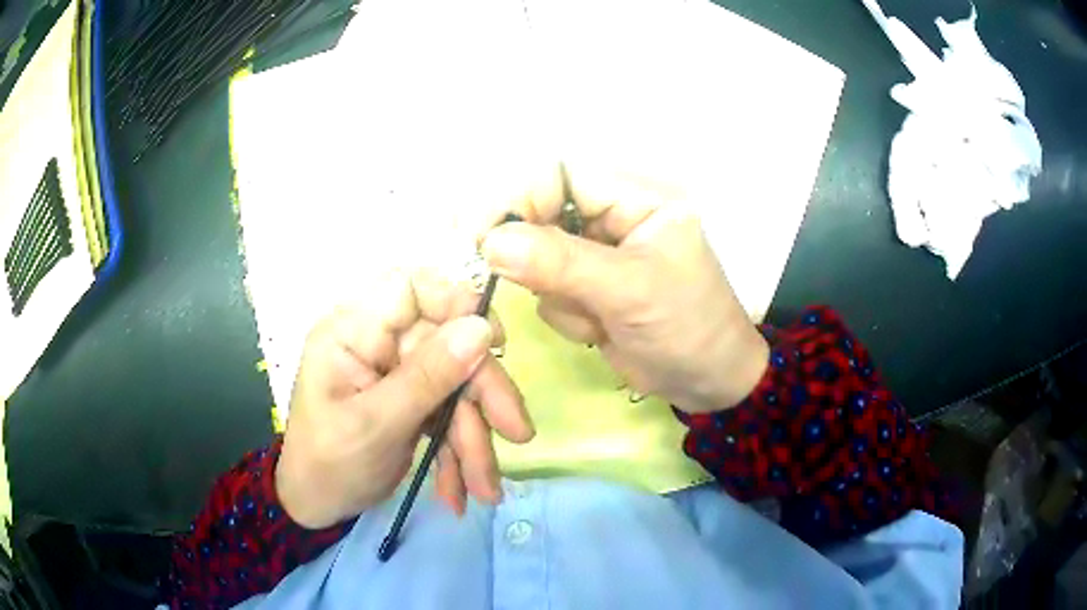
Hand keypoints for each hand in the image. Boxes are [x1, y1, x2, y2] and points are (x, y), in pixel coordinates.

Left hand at [276, 271, 533, 528]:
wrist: (316, 506)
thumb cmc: (329, 464)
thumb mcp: (376, 425)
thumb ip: (427, 376)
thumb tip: (481, 328)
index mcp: (353, 332)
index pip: (410, 287)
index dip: (456, 303)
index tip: (497, 342)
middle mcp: (377, 343)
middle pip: (446, 344)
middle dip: (481, 394)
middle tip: (516, 433)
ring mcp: (396, 374)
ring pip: (455, 386)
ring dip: (474, 438)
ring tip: (485, 490)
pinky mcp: (410, 403)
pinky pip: (447, 415)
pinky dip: (458, 454)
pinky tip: (459, 492)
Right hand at [480, 175, 768, 413]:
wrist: (710, 382)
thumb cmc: (689, 329)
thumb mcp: (630, 292)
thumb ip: (561, 263)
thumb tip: (491, 242)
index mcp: (635, 197)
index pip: (559, 173)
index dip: (517, 197)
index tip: (479, 237)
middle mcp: (611, 216)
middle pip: (540, 213)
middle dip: (538, 259)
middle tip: (543, 289)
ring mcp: (596, 253)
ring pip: (537, 258)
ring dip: (559, 296)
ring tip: (602, 321)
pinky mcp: (586, 287)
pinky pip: (547, 290)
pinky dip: (567, 316)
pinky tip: (602, 331)